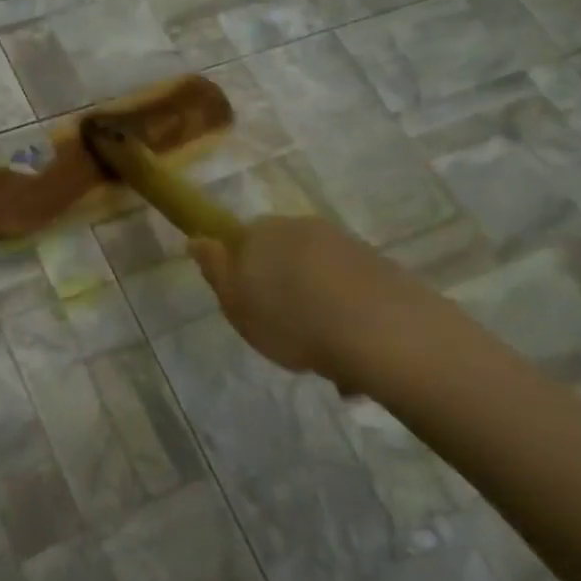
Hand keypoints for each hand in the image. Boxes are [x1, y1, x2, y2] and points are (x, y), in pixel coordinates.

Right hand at [187, 214, 449, 393]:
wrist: (382, 331)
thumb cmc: (292, 321)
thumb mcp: (236, 304)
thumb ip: (215, 269)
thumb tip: (197, 239)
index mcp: (261, 233)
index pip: (240, 239)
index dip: (240, 272)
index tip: (247, 305)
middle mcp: (302, 227)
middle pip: (281, 255)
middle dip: (281, 286)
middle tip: (281, 330)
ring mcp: (344, 243)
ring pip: (316, 273)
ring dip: (314, 303)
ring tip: (321, 354)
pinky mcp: (380, 265)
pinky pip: (348, 288)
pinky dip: (345, 312)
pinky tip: (349, 351)